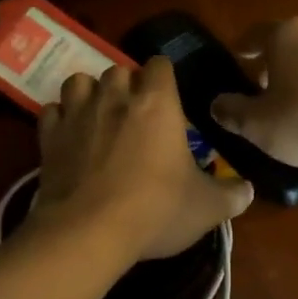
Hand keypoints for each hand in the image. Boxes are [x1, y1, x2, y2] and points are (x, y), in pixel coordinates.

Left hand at [33, 58, 253, 260]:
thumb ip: (231, 195)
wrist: (88, 232)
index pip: (159, 65)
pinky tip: (69, 136)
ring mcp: (77, 115)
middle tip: (134, 113)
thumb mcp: (206, 208)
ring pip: (80, 81)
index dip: (164, 77)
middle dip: (126, 86)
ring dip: (90, 93)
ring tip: (98, 116)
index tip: (168, 97)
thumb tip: (248, 190)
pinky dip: (60, 118)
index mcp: (157, 104)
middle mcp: (115, 98)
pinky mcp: (49, 137)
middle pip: (118, 70)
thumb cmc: (156, 210)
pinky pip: (51, 111)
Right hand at [209, 18, 297, 170]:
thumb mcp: (257, 124)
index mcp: (286, 35)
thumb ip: (232, 111)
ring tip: (292, 104)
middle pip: (288, 44)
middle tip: (260, 87)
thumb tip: (216, 104)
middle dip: (273, 63)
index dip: (242, 47)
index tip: (235, 58)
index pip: (255, 34)